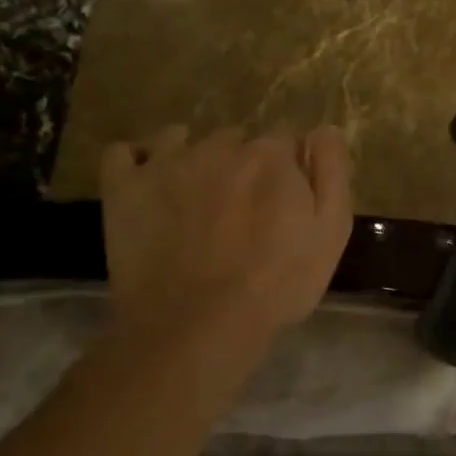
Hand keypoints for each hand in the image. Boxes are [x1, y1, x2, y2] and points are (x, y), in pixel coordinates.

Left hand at [99, 126, 353, 356]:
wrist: (197, 326)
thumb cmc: (277, 284)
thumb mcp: (332, 230)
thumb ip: (332, 170)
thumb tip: (323, 128)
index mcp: (272, 155)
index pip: (286, 141)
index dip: (288, 171)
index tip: (285, 202)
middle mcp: (220, 146)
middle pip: (237, 139)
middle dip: (242, 163)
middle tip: (243, 209)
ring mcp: (167, 163)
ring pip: (183, 139)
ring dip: (193, 157)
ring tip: (196, 197)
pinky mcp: (125, 188)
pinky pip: (123, 153)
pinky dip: (135, 162)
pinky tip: (147, 183)